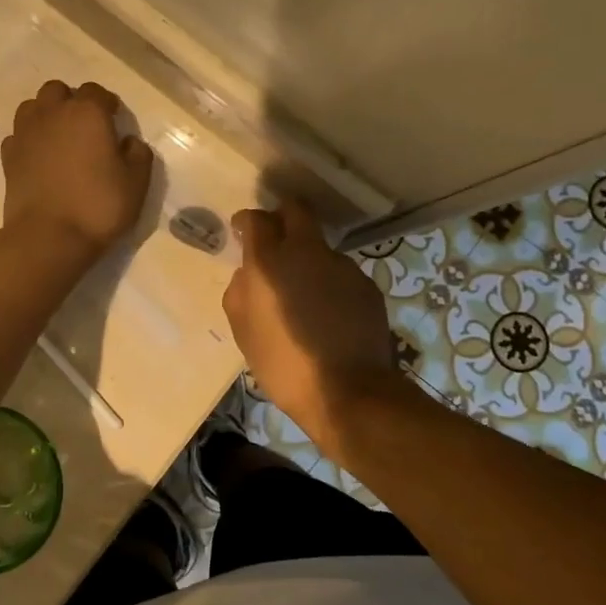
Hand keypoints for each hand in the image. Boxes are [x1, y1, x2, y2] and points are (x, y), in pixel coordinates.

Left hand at [2, 81, 153, 256]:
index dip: (107, 103)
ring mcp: (25, 133)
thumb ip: (138, 154)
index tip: (114, 119)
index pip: (96, 91)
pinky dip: (28, 139)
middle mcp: (53, 114)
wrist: (48, 237)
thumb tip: (128, 141)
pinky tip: (38, 158)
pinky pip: (17, 135)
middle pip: (58, 91)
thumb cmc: (98, 206)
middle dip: (71, 101)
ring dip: (46, 115)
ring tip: (59, 138)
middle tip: (84, 127)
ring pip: (32, 107)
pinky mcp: (8, 157)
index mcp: (87, 113)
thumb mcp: (137, 183)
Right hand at [222, 200, 401, 450]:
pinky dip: (330, 283)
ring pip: (320, 246)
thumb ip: (239, 293)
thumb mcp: (244, 333)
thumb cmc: (284, 365)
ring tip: (304, 293)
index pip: (256, 220)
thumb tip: (246, 275)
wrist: (348, 392)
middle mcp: (307, 252)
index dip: (247, 222)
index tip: (243, 231)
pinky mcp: (366, 285)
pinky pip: (340, 273)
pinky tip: (328, 312)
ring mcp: (342, 266)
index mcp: (270, 262)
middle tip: (274, 240)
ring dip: (308, 258)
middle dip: (281, 217)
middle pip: (296, 211)